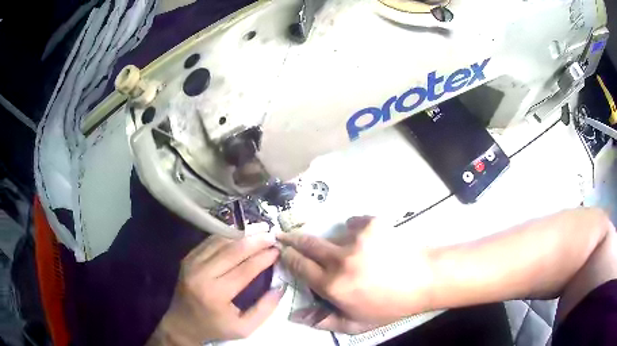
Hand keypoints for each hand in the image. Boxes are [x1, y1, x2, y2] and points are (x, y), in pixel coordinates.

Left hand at [148, 233, 284, 344]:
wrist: (182, 323)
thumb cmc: (215, 327)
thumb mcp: (244, 328)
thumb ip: (264, 309)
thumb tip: (280, 286)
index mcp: (216, 294)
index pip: (245, 269)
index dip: (263, 257)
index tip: (278, 250)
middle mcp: (201, 274)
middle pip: (232, 251)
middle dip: (255, 241)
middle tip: (271, 234)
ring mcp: (192, 263)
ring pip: (220, 241)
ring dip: (242, 234)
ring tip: (259, 229)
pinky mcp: (188, 258)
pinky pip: (209, 242)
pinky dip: (227, 236)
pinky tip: (240, 234)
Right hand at [278, 217, 433, 333]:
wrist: (425, 280)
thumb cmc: (390, 306)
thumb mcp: (356, 323)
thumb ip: (323, 321)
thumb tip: (294, 315)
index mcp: (332, 285)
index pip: (299, 265)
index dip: (288, 257)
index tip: (283, 251)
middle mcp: (339, 260)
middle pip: (306, 244)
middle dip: (292, 239)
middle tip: (284, 235)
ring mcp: (356, 239)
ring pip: (332, 236)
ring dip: (333, 243)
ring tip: (350, 252)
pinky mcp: (372, 224)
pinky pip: (353, 223)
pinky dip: (355, 230)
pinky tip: (367, 241)